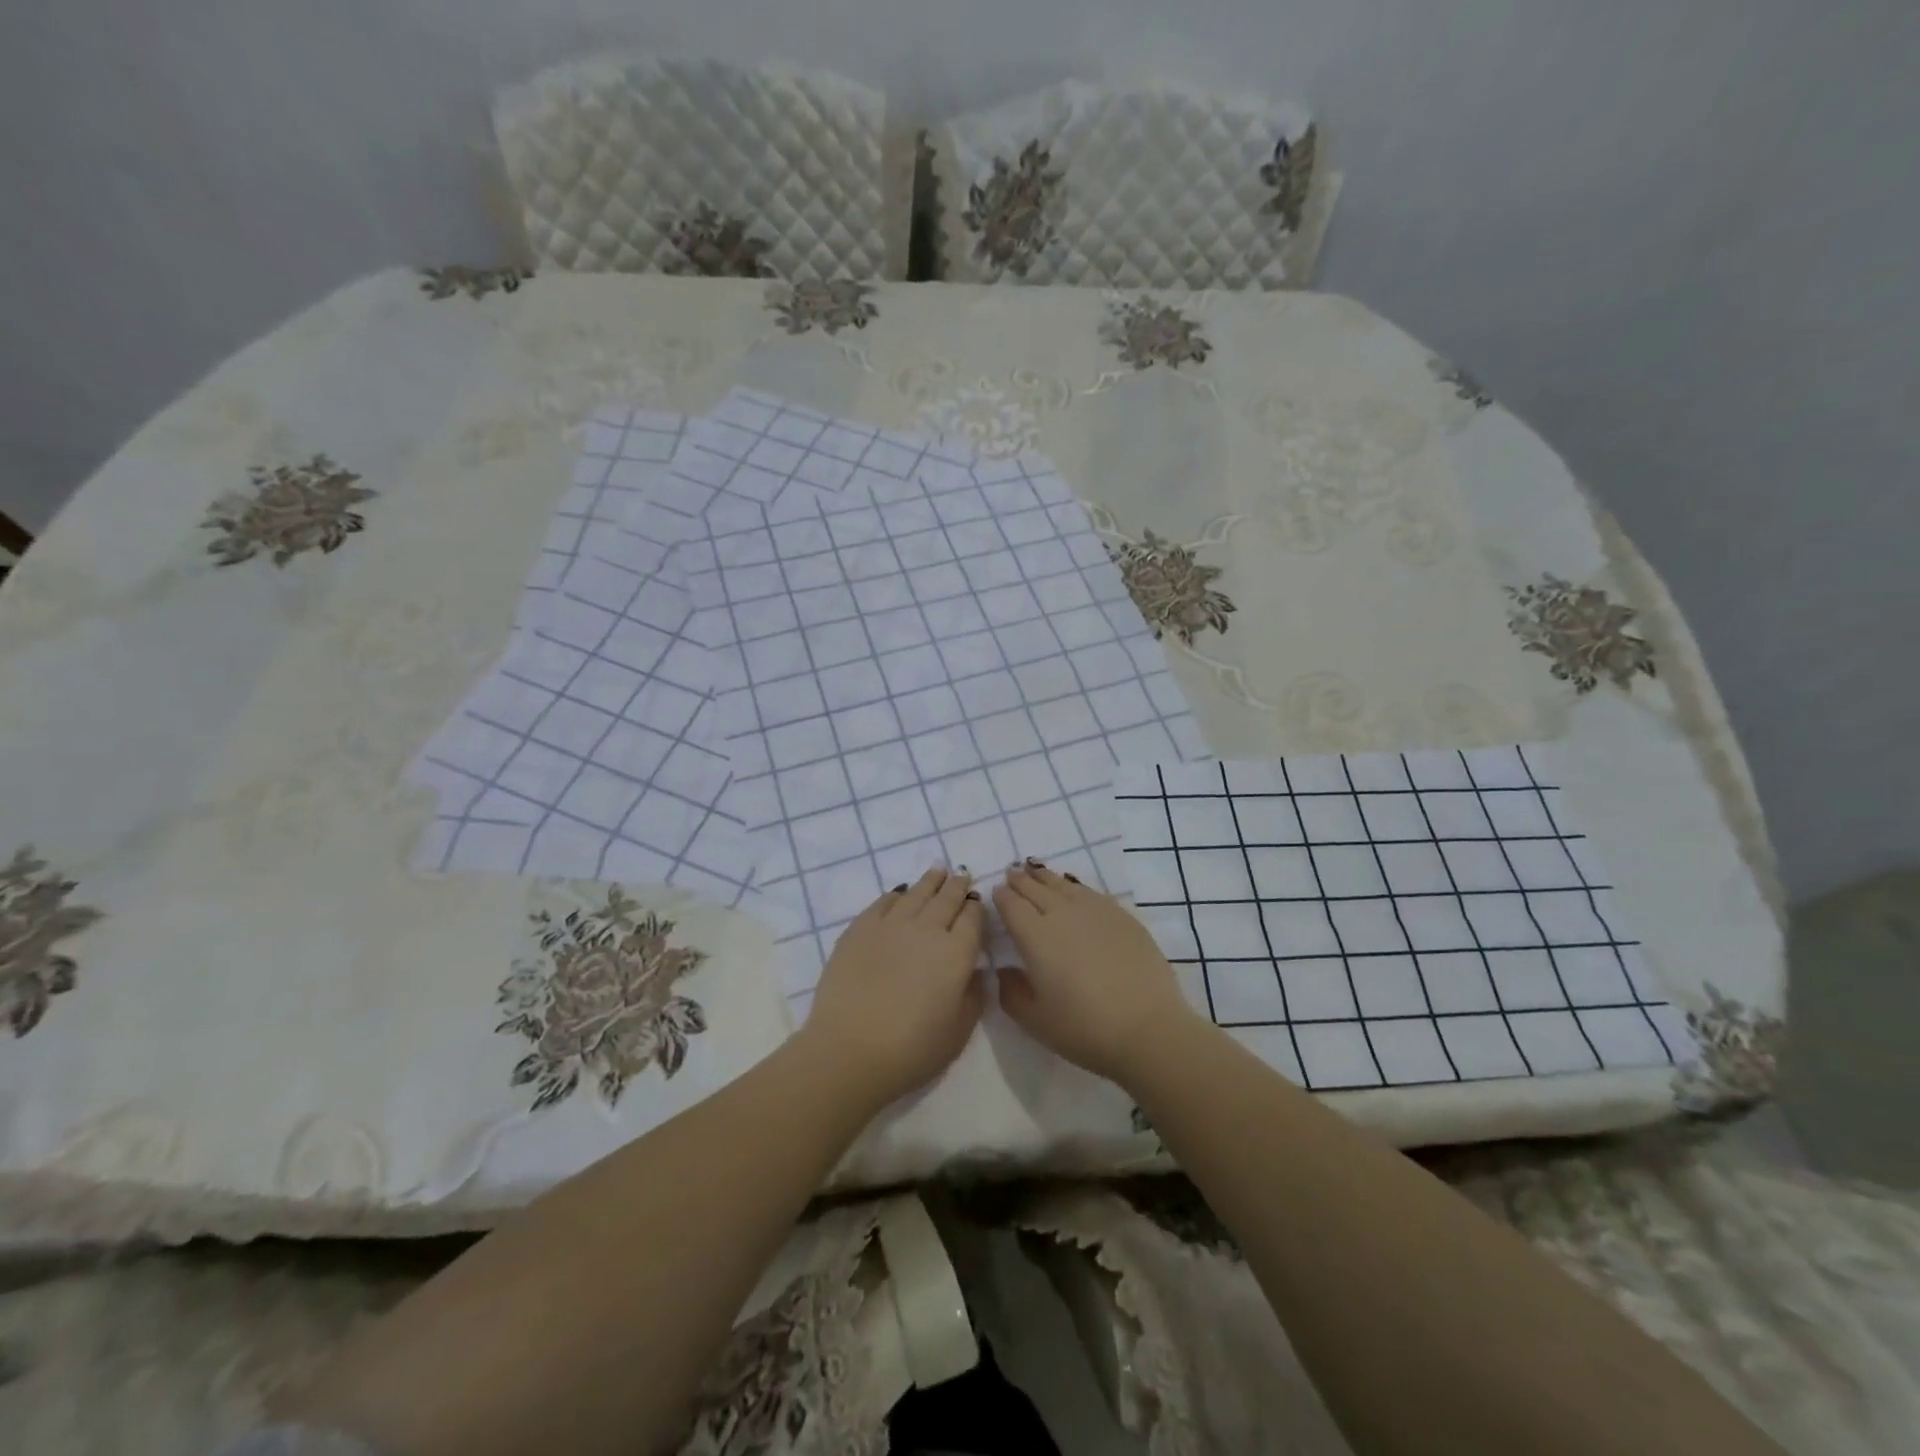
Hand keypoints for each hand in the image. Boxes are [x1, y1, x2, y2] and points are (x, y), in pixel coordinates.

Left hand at [800, 868, 986, 1107]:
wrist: (851, 1049)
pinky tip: (899, 893)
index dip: (976, 907)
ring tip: (937, 871)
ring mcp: (891, 925)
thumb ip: (974, 996)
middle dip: (957, 886)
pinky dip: (895, 895)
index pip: (973, 919)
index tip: (976, 901)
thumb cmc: (913, 1049)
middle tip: (961, 875)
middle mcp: (928, 929)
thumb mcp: (959, 1032)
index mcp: (957, 953)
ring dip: (930, 881)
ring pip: (916, 893)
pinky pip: (883, 902)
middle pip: (947, 899)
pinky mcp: (860, 928)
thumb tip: (977, 971)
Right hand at [993, 863, 1202, 1085]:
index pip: (1012, 905)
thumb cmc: (1084, 1029)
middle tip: (1012, 873)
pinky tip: (1075, 890)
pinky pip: (1091, 892)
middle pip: (1036, 888)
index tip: (996, 891)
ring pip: (1064, 885)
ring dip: (1046, 877)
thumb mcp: (1035, 1020)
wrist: (1147, 1029)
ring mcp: (1096, 912)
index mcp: (1035, 936)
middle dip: (1021, 880)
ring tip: (1037, 871)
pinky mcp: (1123, 917)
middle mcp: (1062, 914)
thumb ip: (1011, 992)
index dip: (1002, 896)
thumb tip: (1005, 970)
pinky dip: (1075, 886)